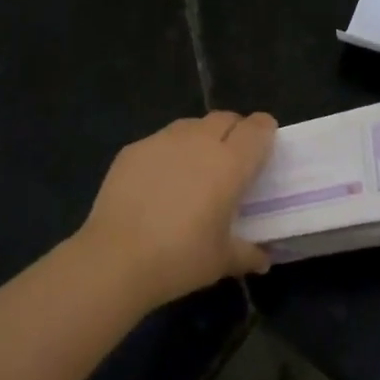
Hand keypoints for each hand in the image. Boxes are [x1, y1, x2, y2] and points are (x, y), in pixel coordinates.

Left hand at [76, 111, 276, 307]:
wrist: (116, 258)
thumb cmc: (180, 258)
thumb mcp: (222, 261)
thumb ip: (248, 253)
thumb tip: (263, 258)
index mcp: (230, 163)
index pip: (257, 128)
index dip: (264, 132)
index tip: (264, 147)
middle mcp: (200, 141)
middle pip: (225, 118)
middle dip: (234, 131)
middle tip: (231, 160)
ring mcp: (163, 140)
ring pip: (192, 125)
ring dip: (201, 138)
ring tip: (194, 169)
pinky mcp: (134, 148)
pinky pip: (161, 141)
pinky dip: (168, 153)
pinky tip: (159, 182)